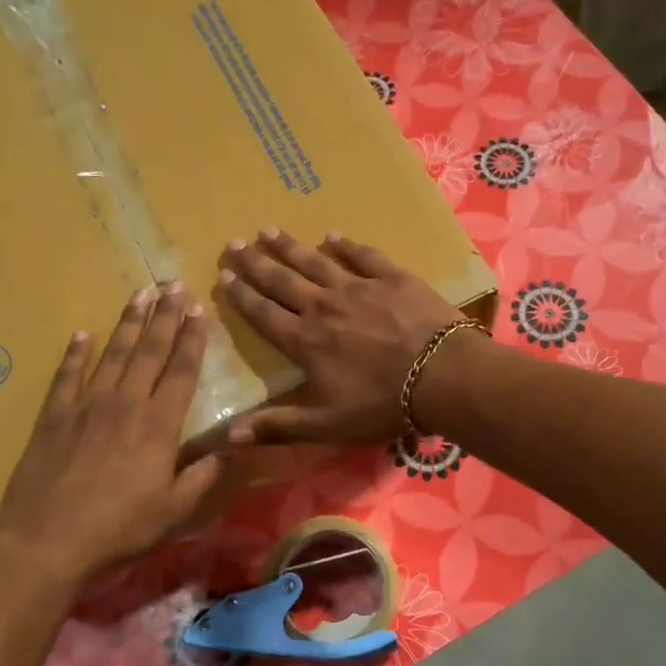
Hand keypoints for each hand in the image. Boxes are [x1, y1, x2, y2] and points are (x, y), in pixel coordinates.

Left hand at [0, 285, 222, 580]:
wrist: (47, 540)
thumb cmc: (119, 528)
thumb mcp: (174, 510)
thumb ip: (204, 475)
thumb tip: (232, 448)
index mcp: (158, 425)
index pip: (181, 371)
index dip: (192, 339)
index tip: (199, 310)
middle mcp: (125, 403)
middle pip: (149, 351)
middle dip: (164, 316)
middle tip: (173, 284)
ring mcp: (85, 405)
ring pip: (113, 353)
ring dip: (128, 322)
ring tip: (140, 293)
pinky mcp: (53, 416)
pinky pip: (66, 375)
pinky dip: (75, 352)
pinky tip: (82, 333)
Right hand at [212, 229, 469, 444]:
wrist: (443, 375)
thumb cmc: (383, 405)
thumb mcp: (327, 425)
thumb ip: (278, 426)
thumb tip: (227, 436)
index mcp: (305, 341)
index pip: (263, 314)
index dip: (241, 296)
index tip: (223, 277)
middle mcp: (324, 307)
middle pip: (282, 281)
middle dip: (255, 263)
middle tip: (234, 243)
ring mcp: (358, 287)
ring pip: (315, 261)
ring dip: (289, 246)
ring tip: (268, 230)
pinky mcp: (391, 277)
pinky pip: (362, 255)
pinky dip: (345, 244)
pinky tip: (332, 234)